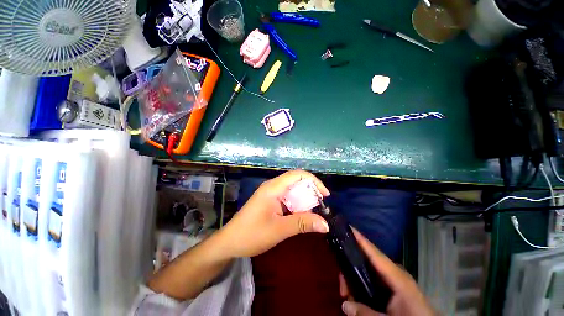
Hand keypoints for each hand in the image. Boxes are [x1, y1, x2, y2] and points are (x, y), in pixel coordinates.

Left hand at [217, 170, 329, 257]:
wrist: (229, 242)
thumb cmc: (251, 235)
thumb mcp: (279, 230)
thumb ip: (302, 223)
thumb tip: (326, 224)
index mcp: (273, 188)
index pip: (297, 175)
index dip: (314, 181)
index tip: (325, 195)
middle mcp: (272, 186)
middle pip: (296, 180)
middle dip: (310, 190)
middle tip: (320, 205)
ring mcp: (270, 193)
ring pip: (292, 189)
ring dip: (304, 198)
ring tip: (313, 210)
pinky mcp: (270, 200)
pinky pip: (287, 197)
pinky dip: (297, 203)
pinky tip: (301, 213)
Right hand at [339, 229, 435, 315]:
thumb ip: (367, 312)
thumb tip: (344, 305)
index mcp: (397, 276)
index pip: (374, 253)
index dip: (360, 239)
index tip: (347, 226)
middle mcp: (394, 273)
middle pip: (367, 261)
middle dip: (351, 268)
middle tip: (341, 287)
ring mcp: (394, 279)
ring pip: (369, 271)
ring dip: (355, 280)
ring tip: (347, 295)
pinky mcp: (394, 287)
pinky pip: (374, 280)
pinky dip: (362, 285)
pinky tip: (356, 297)